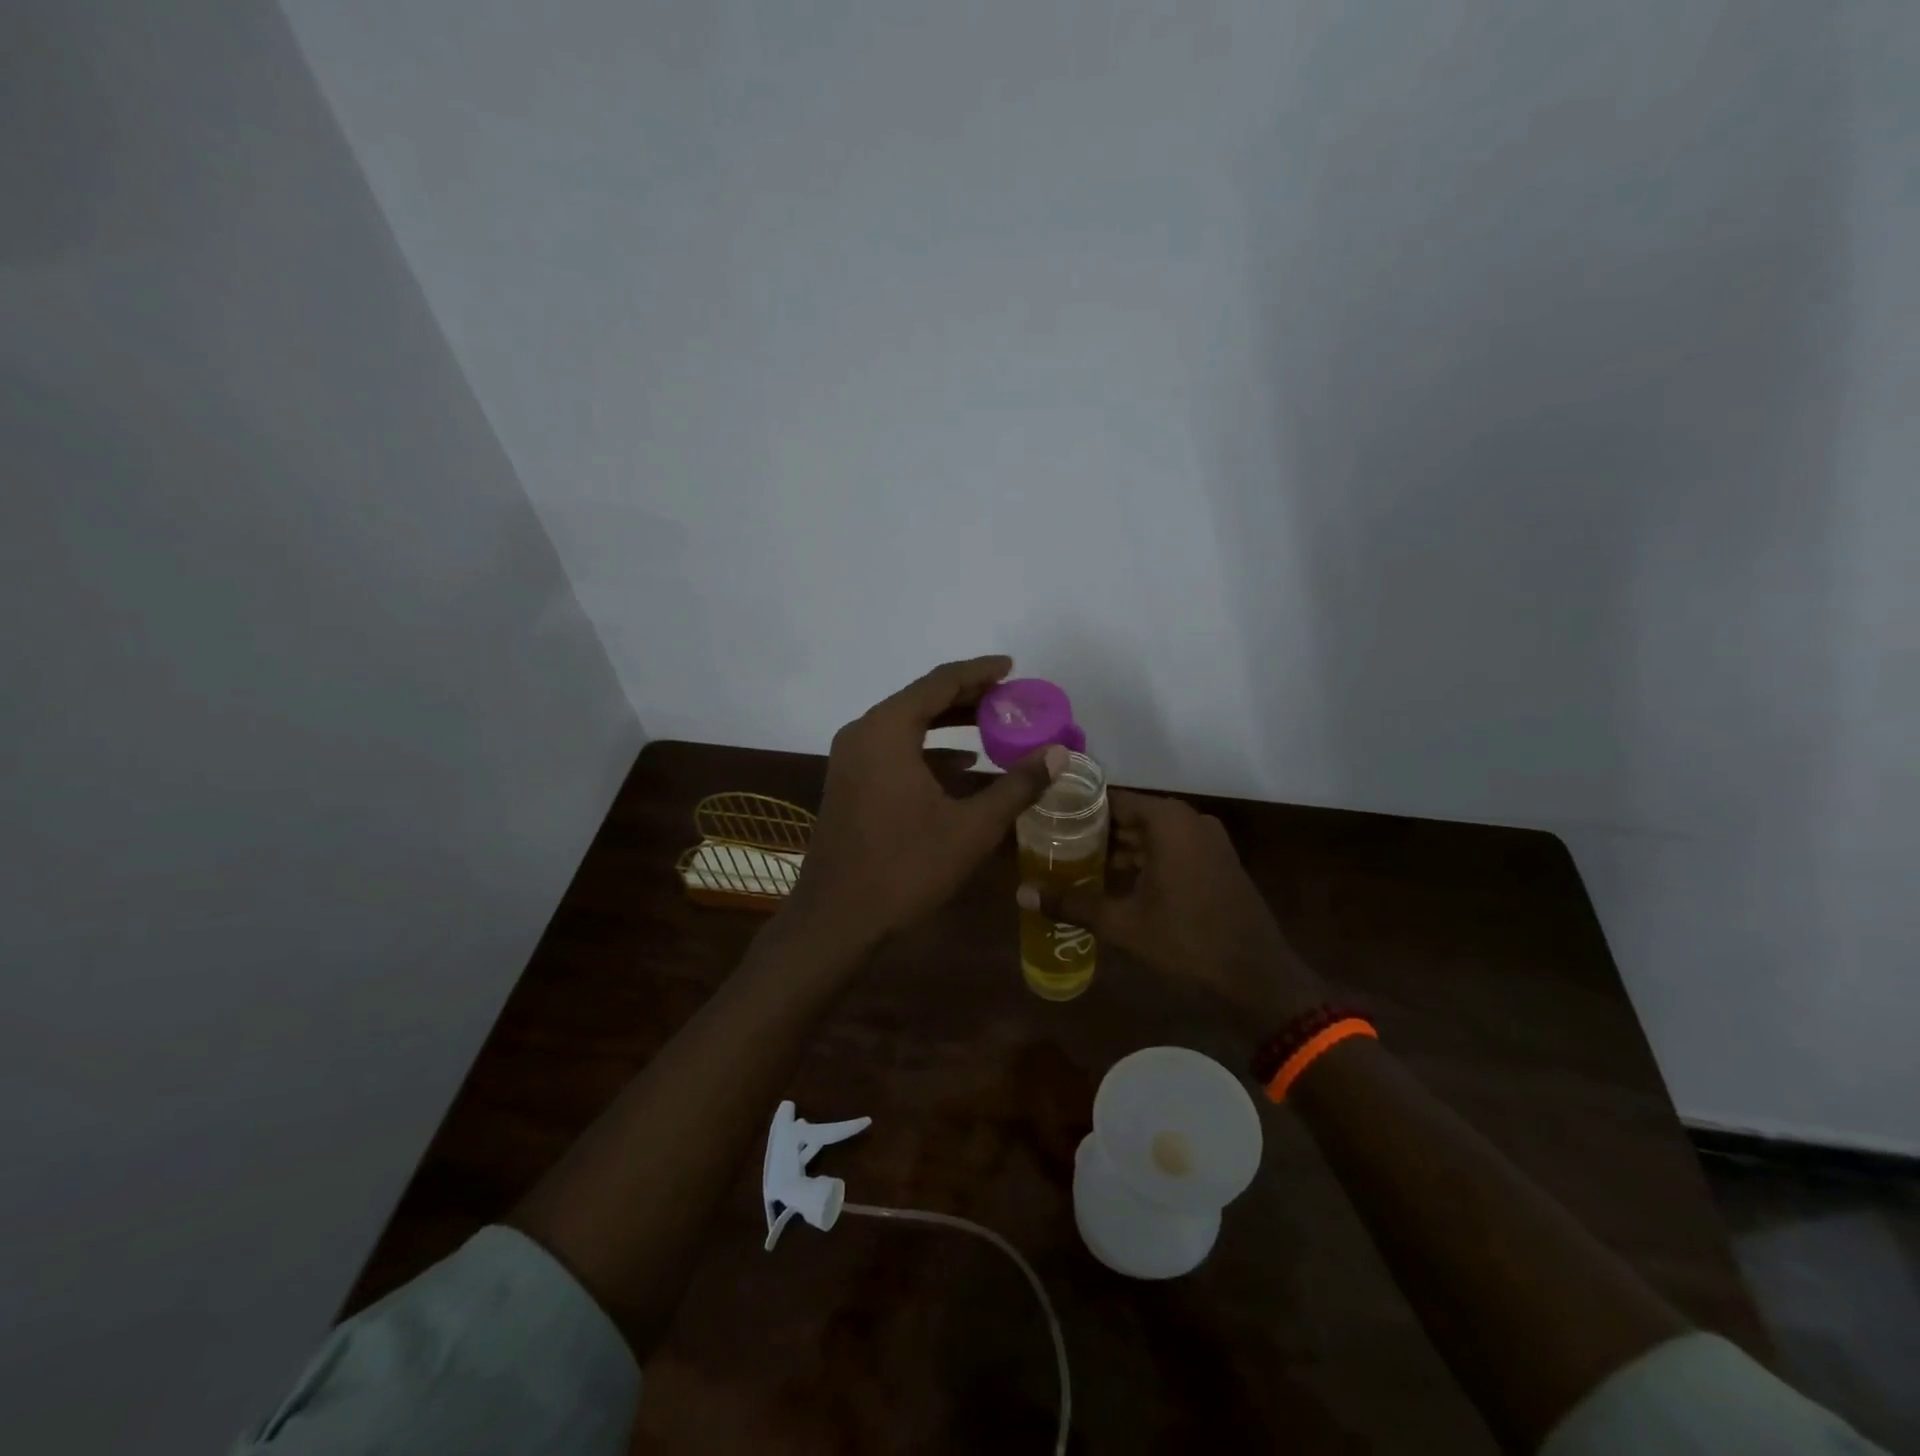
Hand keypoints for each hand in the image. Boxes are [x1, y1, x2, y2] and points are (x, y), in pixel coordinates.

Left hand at [790, 656, 1063, 952]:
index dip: (979, 672)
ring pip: (907, 725)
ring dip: (949, 723)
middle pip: (921, 699)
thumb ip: (1017, 786)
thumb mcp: (971, 828)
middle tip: (1010, 697)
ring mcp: (851, 759)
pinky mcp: (849, 783)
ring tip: (994, 726)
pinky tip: (962, 766)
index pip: (940, 682)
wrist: (836, 919)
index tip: (1012, 667)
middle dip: (967, 696)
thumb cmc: (905, 868)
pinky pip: (894, 749)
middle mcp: (863, 733)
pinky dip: (928, 749)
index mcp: (886, 731)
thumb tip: (1059, 754)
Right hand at [1018, 789, 1324, 1024]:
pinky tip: (1112, 880)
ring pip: (1151, 835)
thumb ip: (1072, 904)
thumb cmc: (1187, 942)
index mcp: (1168, 821)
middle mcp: (1189, 820)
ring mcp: (1207, 841)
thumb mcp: (1123, 924)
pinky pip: (1170, 850)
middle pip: (1131, 816)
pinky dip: (1143, 860)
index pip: (1112, 799)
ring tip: (1073, 861)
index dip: (1077, 808)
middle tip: (1052, 842)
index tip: (1046, 817)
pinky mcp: (1216, 863)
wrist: (1258, 978)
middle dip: (1094, 831)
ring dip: (1118, 848)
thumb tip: (1021, 895)